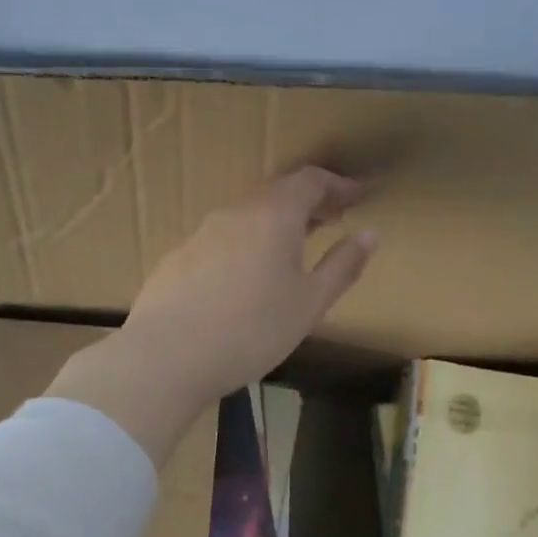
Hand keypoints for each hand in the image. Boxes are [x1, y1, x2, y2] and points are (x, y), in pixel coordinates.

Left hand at [47, 167, 374, 463]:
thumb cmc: (252, 329)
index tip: (355, 196)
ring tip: (292, 250)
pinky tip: (245, 278)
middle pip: (276, 194)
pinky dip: (245, 245)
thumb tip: (370, 234)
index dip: (336, 185)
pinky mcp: (178, 259)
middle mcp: (235, 213)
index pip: (309, 180)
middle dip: (308, 203)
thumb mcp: (309, 303)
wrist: (167, 356)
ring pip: (247, 217)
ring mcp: (200, 234)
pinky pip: (222, 240)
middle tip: (330, 220)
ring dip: (274, 225)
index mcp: (273, 215)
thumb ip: (342, 266)